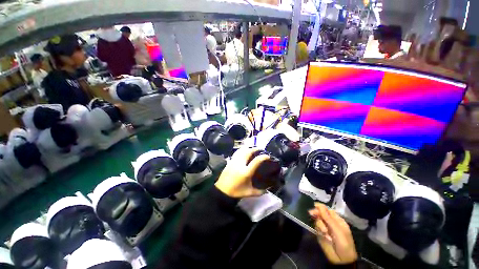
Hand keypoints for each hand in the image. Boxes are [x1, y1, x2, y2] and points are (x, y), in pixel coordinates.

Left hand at [215, 147, 269, 197]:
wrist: (222, 190)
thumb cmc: (236, 191)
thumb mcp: (249, 193)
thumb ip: (259, 191)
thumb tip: (267, 190)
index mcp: (246, 172)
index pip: (256, 161)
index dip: (263, 157)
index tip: (268, 156)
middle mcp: (240, 164)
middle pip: (248, 152)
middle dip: (255, 149)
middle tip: (260, 150)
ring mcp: (234, 161)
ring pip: (242, 150)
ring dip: (249, 148)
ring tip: (253, 149)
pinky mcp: (230, 161)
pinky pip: (237, 152)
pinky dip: (242, 150)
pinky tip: (244, 151)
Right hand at [309, 203, 357, 264]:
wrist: (341, 260)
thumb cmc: (344, 244)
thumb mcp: (338, 231)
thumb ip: (328, 218)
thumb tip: (319, 205)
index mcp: (337, 220)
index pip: (327, 210)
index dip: (321, 207)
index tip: (314, 205)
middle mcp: (330, 222)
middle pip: (320, 213)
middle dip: (316, 213)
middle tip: (311, 214)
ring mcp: (324, 228)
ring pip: (317, 220)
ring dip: (319, 224)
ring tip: (324, 232)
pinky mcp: (319, 233)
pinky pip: (316, 227)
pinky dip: (318, 230)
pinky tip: (323, 235)